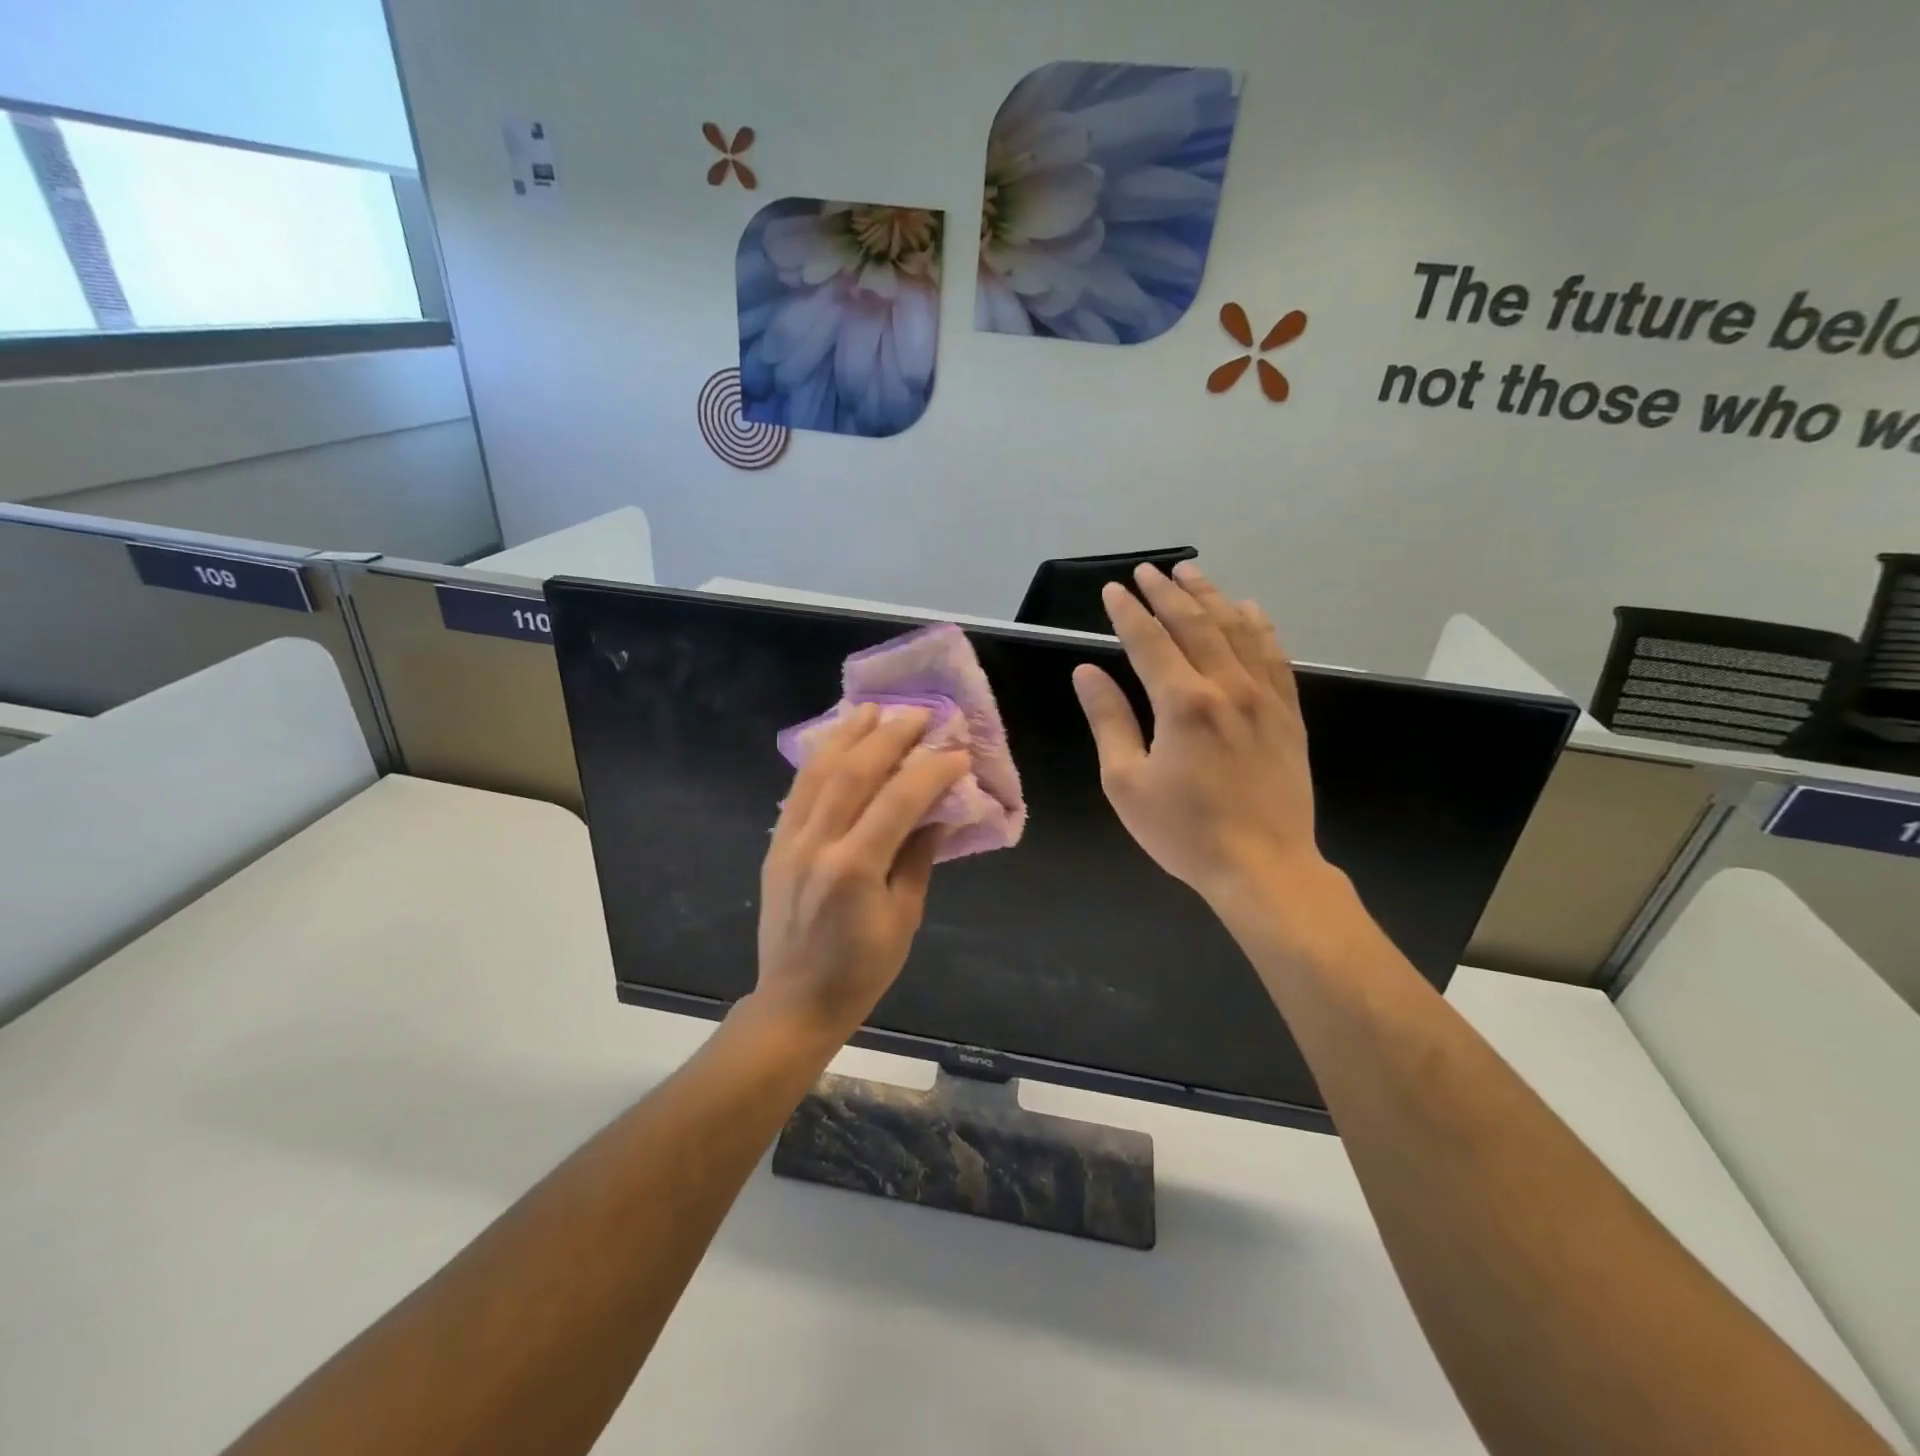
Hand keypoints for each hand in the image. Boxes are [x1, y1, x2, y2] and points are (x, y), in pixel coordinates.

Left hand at [755, 704, 967, 1041]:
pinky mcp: (775, 845)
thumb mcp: (904, 918)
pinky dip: (819, 760)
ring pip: (818, 773)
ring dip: (848, 736)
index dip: (930, 771)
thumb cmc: (861, 970)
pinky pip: (798, 790)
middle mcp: (817, 844)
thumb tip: (938, 814)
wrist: (795, 1001)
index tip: (956, 752)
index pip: (898, 801)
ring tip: (873, 710)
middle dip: (888, 737)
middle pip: (853, 773)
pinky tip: (836, 742)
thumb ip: (918, 859)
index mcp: (854, 869)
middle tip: (918, 714)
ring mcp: (789, 841)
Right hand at [1072, 562, 1332, 909]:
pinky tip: (1250, 610)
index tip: (1114, 589)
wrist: (1264, 867)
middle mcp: (1226, 687)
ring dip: (1211, 597)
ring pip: (1237, 630)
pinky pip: (1275, 656)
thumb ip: (1109, 720)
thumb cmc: (1185, 831)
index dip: (1128, 612)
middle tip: (1149, 571)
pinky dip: (1259, 626)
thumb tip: (1087, 672)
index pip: (1149, 640)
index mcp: (1181, 703)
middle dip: (1168, 593)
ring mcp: (1264, 698)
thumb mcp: (1126, 782)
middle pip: (1195, 624)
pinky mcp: (1289, 714)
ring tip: (1192, 573)